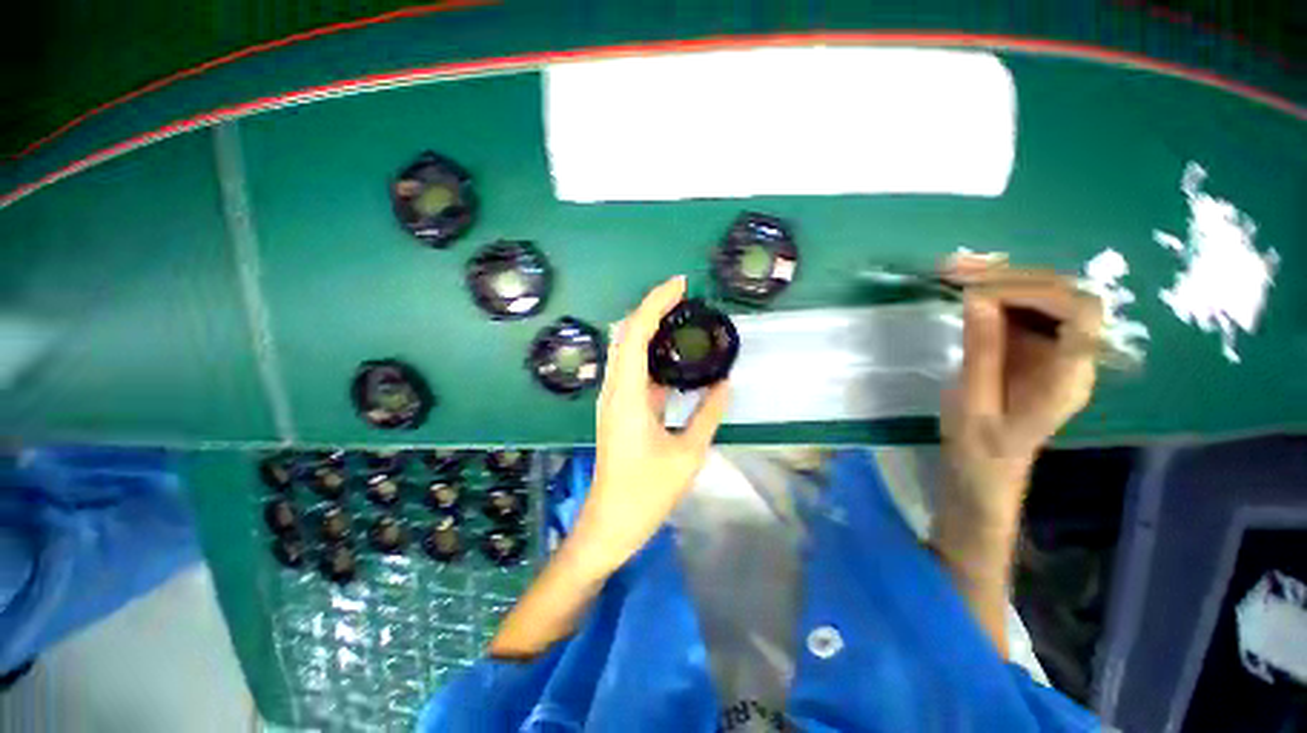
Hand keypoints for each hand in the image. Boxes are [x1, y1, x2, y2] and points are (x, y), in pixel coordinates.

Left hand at [571, 276, 729, 576]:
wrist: (610, 522)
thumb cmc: (647, 491)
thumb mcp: (688, 453)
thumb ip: (708, 414)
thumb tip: (726, 385)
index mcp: (627, 395)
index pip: (635, 333)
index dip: (655, 303)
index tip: (680, 284)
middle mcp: (614, 390)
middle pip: (626, 335)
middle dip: (652, 309)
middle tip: (684, 298)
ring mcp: (614, 400)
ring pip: (627, 351)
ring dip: (650, 330)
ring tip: (682, 319)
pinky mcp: (619, 410)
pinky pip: (634, 371)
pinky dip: (652, 355)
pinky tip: (674, 357)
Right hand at [939, 256, 1102, 526]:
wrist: (984, 469)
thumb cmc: (980, 449)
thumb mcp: (974, 406)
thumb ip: (981, 353)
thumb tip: (977, 298)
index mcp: (1068, 378)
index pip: (1080, 314)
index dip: (1037, 291)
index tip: (979, 292)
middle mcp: (1071, 355)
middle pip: (1063, 295)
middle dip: (1010, 276)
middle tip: (954, 270)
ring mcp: (1051, 349)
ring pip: (1041, 295)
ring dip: (998, 277)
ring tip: (950, 270)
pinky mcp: (1029, 346)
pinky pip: (1018, 307)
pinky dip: (990, 290)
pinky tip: (960, 284)